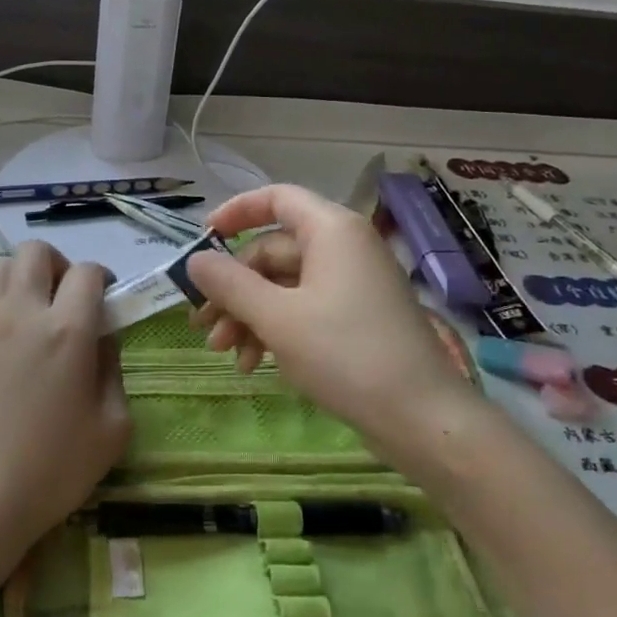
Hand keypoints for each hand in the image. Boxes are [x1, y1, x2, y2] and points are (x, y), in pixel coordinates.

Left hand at [0, 241, 130, 568]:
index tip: (109, 307)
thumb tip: (101, 341)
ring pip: (2, 264)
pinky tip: (18, 340)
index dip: (104, 281)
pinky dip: (5, 298)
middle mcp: (23, 313)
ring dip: (27, 275)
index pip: (88, 272)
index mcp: (67, 330)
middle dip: (62, 265)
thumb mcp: (111, 426)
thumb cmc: (53, 468)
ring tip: (41, 313)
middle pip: (36, 251)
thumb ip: (113, 370)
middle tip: (72, 303)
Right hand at [187, 184, 473, 448]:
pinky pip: (304, 308)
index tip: (203, 240)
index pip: (276, 198)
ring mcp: (352, 284)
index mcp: (332, 230)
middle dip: (234, 288)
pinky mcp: (357, 317)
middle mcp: (344, 247)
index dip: (236, 212)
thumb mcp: (277, 318)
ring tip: (225, 354)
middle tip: (204, 326)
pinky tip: (255, 364)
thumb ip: (230, 284)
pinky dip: (276, 330)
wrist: (422, 418)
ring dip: (249, 315)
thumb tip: (195, 261)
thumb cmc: (346, 355)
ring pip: (284, 285)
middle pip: (273, 250)